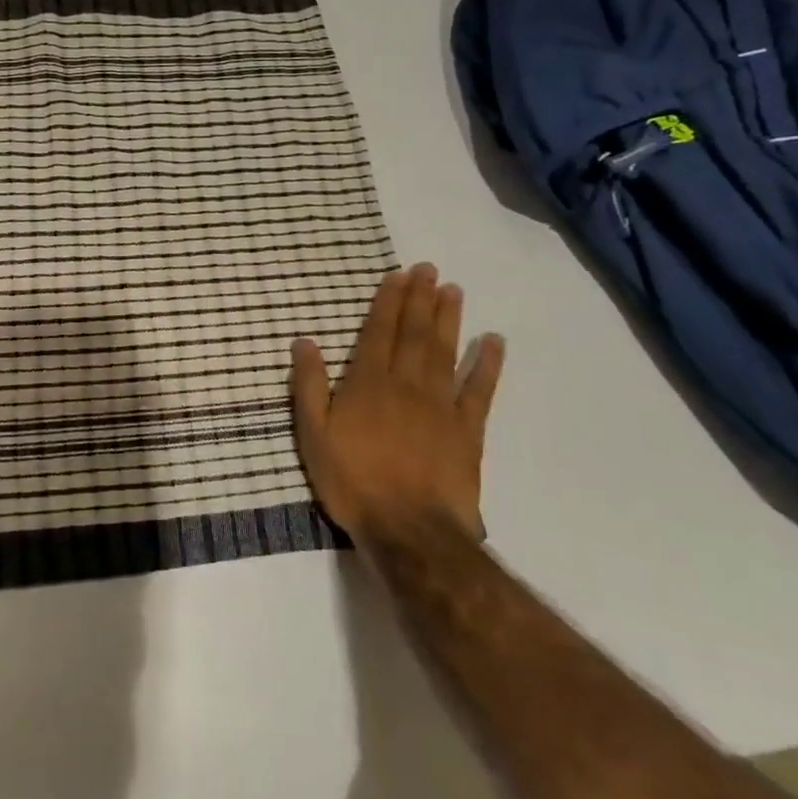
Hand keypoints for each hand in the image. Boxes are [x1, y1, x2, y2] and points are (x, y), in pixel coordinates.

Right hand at [290, 264, 503, 549]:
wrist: (409, 529)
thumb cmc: (353, 482)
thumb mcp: (313, 435)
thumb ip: (308, 386)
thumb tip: (304, 341)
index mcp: (367, 384)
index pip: (378, 333)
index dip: (388, 302)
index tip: (399, 275)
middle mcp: (405, 384)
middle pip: (414, 334)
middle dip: (420, 299)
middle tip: (429, 269)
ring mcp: (440, 406)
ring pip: (444, 352)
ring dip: (449, 319)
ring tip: (453, 290)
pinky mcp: (467, 431)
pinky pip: (479, 391)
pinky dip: (487, 365)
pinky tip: (493, 342)